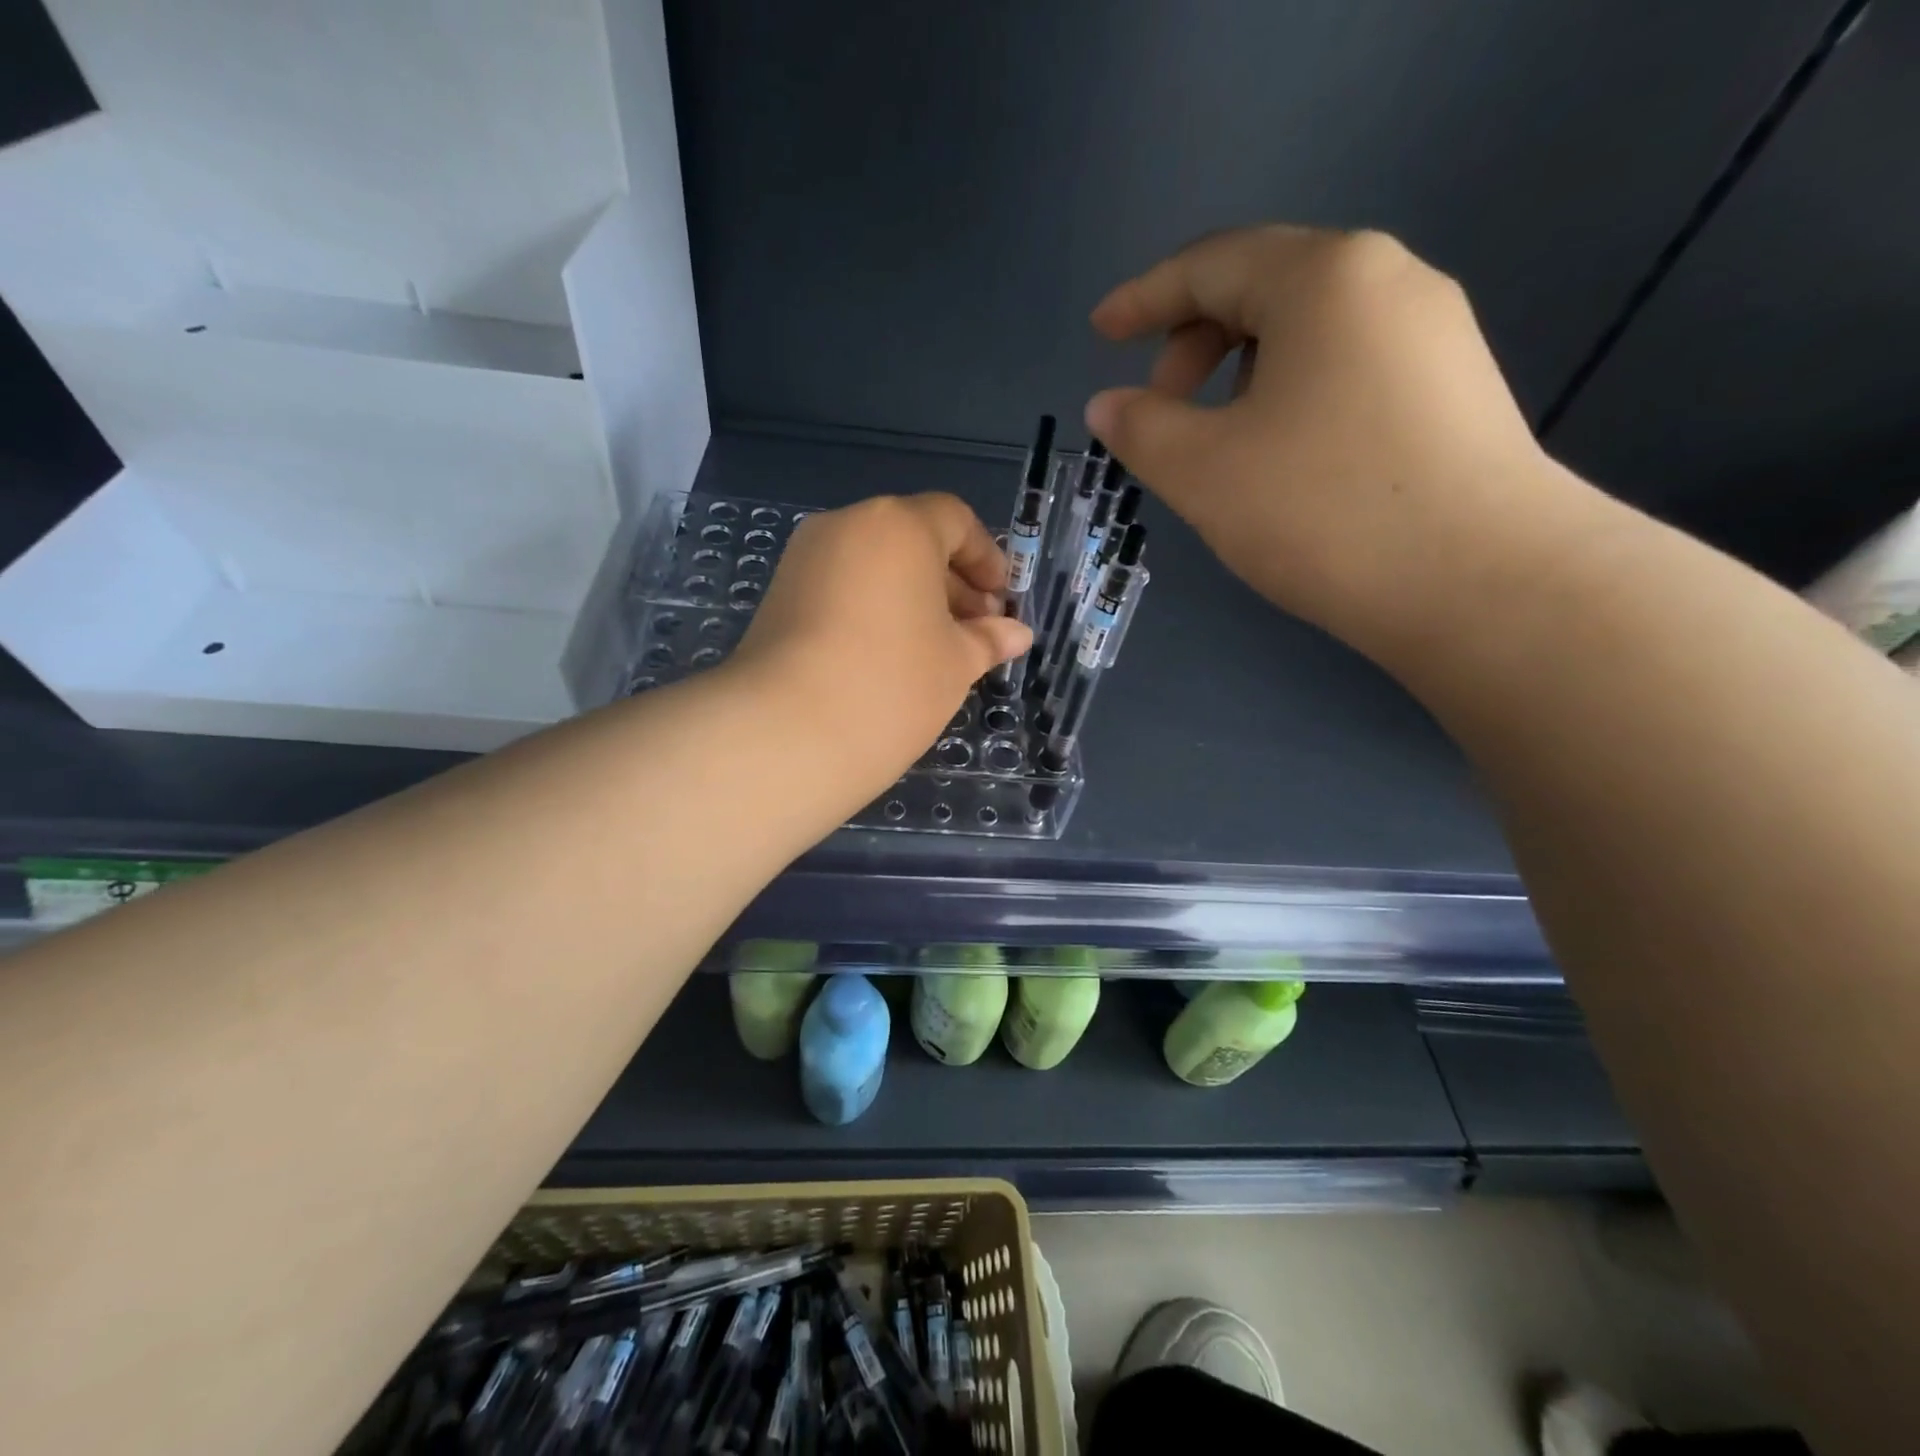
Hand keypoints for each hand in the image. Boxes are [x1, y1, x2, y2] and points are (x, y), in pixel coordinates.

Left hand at [728, 493, 1031, 801]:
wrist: (788, 731)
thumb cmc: (893, 683)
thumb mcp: (956, 662)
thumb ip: (988, 639)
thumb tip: (1016, 634)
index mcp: (899, 526)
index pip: (954, 520)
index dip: (986, 558)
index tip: (1001, 601)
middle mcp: (847, 526)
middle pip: (912, 539)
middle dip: (951, 582)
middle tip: (976, 631)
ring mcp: (805, 559)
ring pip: (874, 565)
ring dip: (912, 597)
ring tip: (937, 649)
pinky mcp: (779, 595)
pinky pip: (842, 587)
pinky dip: (874, 608)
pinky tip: (890, 656)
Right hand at [1086, 225, 1586, 664]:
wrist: (1479, 582)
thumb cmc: (1321, 510)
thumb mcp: (1203, 471)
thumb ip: (1141, 428)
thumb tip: (1108, 405)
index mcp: (1325, 278)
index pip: (1211, 265)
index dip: (1144, 298)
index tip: (1100, 333)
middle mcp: (1389, 282)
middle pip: (1264, 289)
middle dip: (1193, 344)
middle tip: (1159, 412)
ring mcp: (1433, 336)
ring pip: (1308, 334)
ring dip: (1240, 375)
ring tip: (1217, 443)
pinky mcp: (1453, 391)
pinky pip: (1347, 369)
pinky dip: (1291, 396)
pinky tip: (1281, 458)